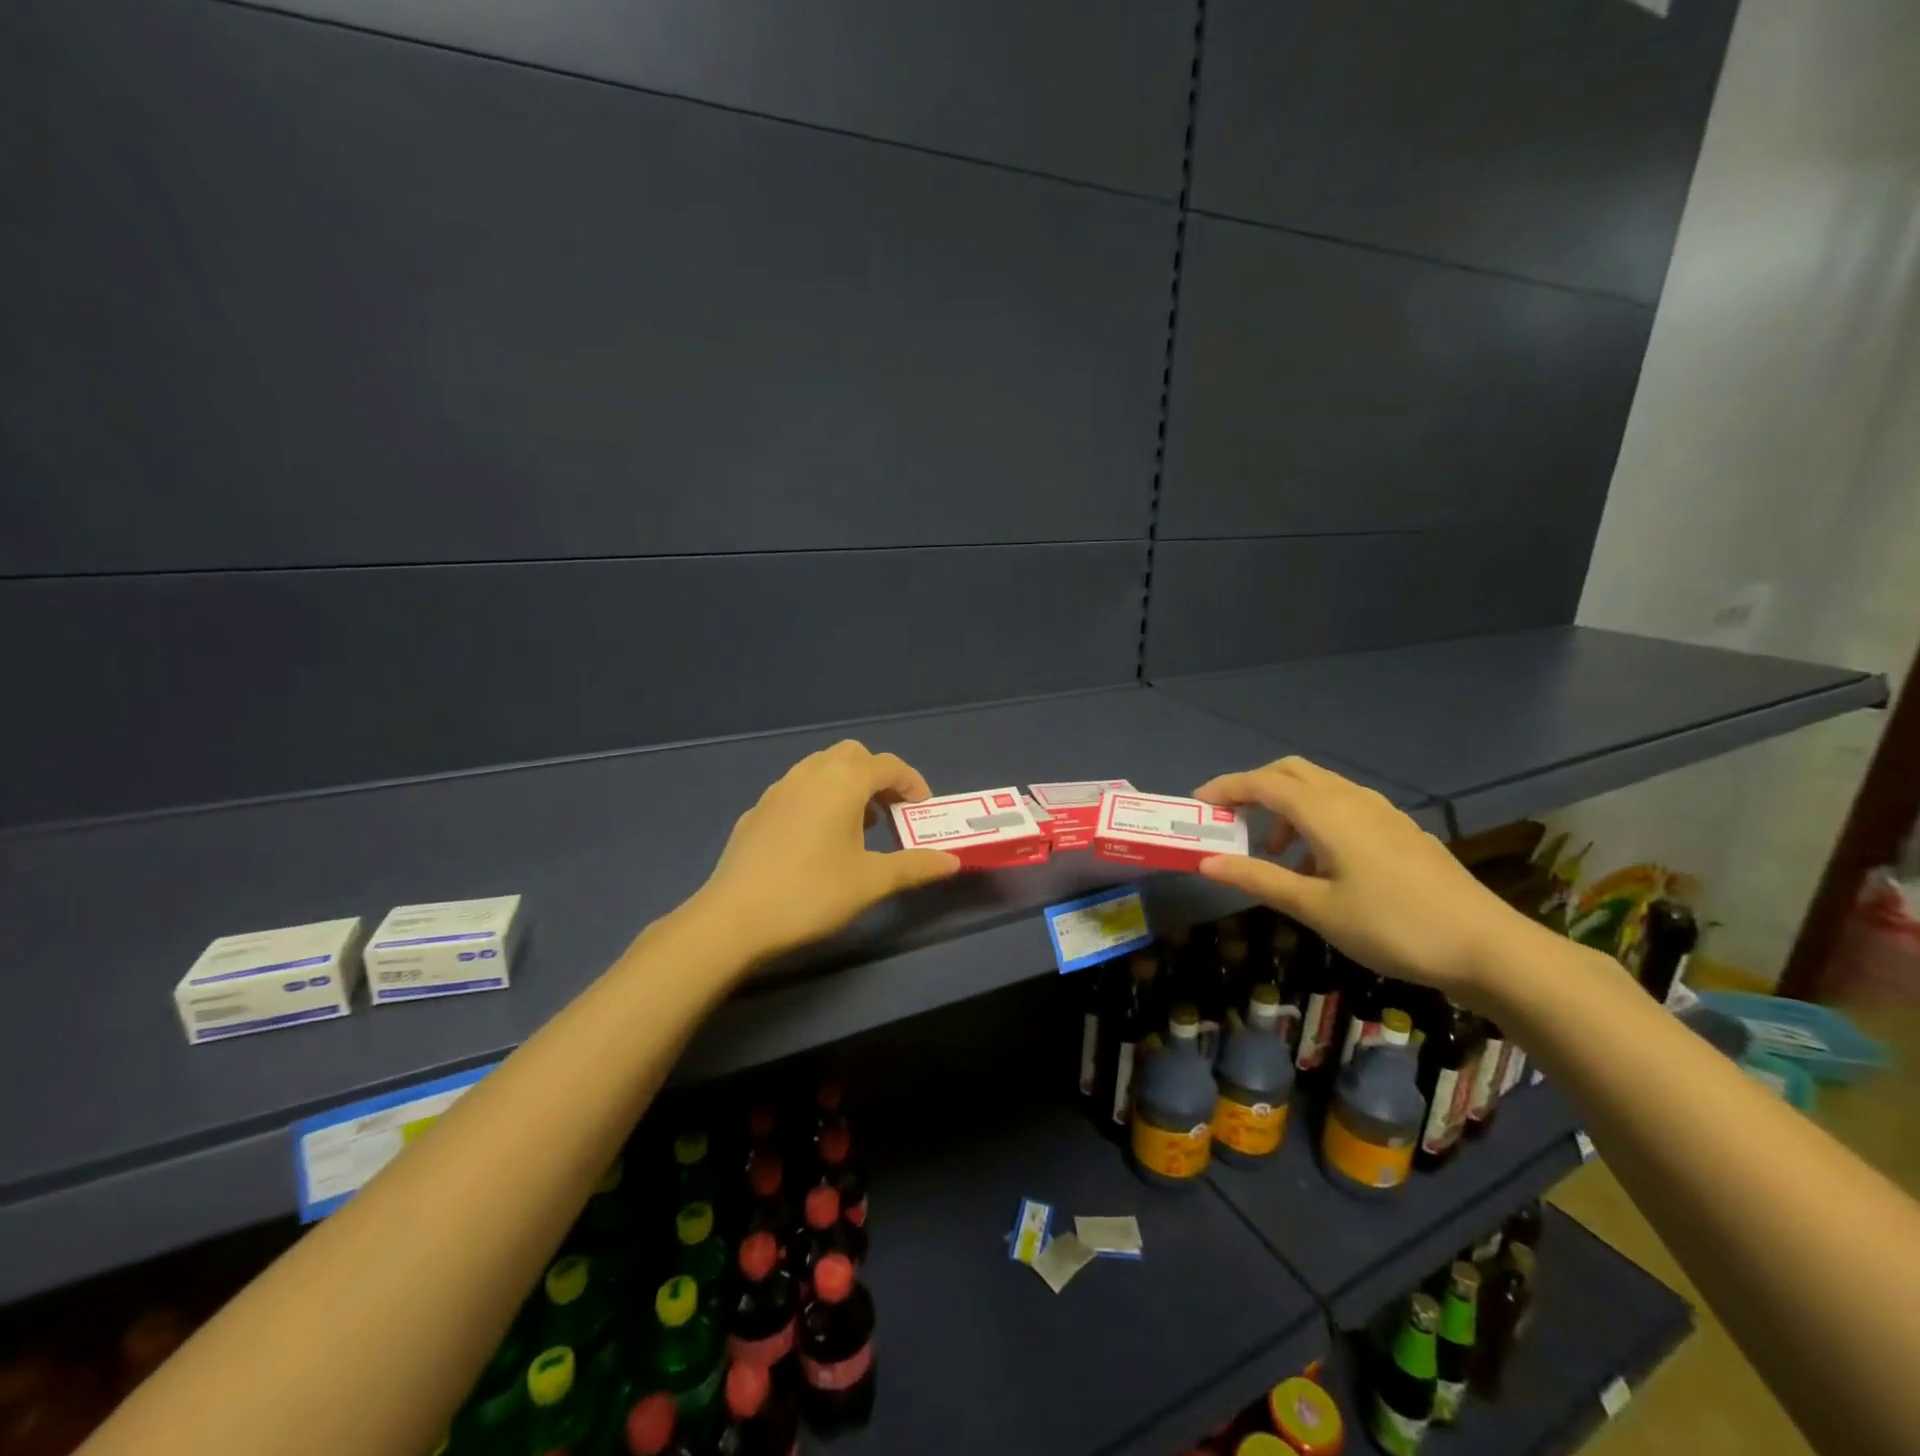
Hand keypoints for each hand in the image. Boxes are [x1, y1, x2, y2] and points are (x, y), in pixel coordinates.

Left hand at [692, 740, 960, 965]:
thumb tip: (953, 861)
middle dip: (878, 776)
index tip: (923, 811)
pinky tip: (817, 840)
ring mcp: (777, 791)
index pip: (887, 765)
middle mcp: (809, 775)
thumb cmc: (811, 893)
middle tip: (891, 812)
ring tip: (858, 826)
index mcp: (842, 783)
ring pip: (820, 768)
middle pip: (852, 755)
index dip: (912, 782)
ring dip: (847, 785)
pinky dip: (819, 799)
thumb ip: (914, 866)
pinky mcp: (757, 812)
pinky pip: (797, 789)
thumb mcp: (871, 882)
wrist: (734, 918)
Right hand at [1192, 757, 1531, 1005]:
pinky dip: (1315, 820)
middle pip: (1291, 772)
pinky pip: (1344, 807)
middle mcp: (1352, 799)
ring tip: (1274, 855)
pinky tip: (1319, 866)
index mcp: (1327, 812)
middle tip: (1230, 819)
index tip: (1197, 804)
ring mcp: (1381, 812)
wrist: (1487, 947)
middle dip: (1254, 788)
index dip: (1226, 788)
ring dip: (1286, 808)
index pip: (1263, 783)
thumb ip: (1259, 879)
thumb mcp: (1316, 908)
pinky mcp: (1399, 829)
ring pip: (1320, 788)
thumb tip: (1206, 862)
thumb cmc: (1392, 926)